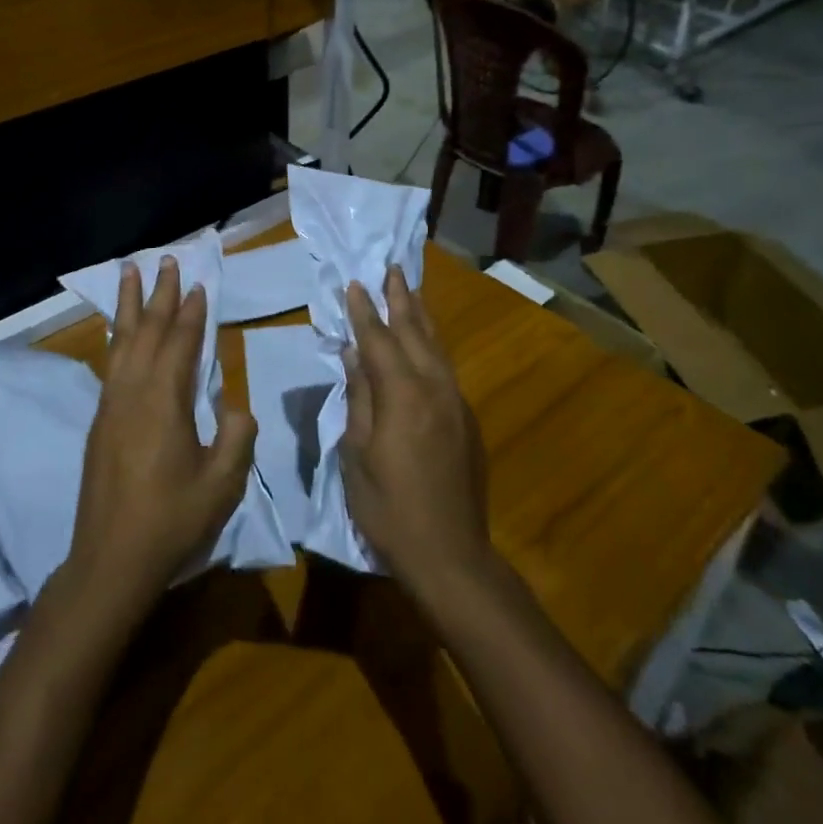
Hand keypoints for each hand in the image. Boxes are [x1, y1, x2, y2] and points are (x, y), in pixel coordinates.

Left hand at [67, 257, 255, 607]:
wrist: (111, 560)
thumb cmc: (172, 521)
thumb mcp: (222, 483)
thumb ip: (237, 436)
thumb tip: (235, 407)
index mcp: (164, 401)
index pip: (181, 343)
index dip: (192, 312)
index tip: (198, 284)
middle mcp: (133, 392)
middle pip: (147, 331)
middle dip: (159, 294)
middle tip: (165, 260)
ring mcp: (110, 405)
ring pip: (121, 341)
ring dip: (129, 305)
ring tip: (130, 274)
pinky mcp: (99, 421)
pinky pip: (111, 362)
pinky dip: (117, 336)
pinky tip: (120, 332)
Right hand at [342, 266, 492, 602]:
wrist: (450, 554)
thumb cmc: (389, 507)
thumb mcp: (357, 454)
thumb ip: (358, 399)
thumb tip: (355, 356)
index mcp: (402, 395)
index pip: (379, 340)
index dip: (365, 311)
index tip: (355, 283)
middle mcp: (434, 388)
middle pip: (416, 332)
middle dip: (402, 299)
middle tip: (392, 268)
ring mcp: (456, 403)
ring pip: (437, 347)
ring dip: (422, 316)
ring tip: (411, 292)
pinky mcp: (467, 421)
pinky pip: (446, 369)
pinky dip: (432, 346)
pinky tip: (426, 344)